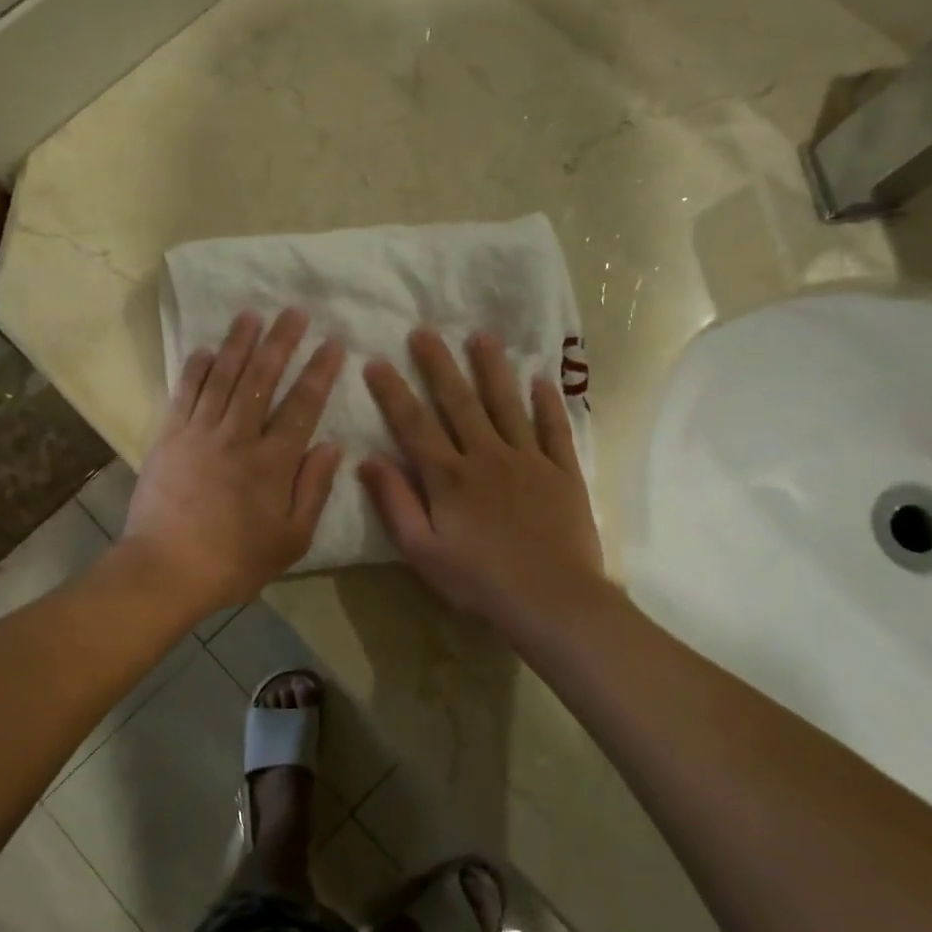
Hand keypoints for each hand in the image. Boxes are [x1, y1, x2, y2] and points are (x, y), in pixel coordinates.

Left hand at [123, 309, 344, 620]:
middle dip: (281, 341)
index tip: (332, 342)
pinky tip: (207, 349)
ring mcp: (201, 432)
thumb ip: (314, 489)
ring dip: (239, 343)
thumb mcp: (293, 538)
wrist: (167, 569)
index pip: (303, 405)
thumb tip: (332, 444)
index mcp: (273, 461)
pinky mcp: (170, 437)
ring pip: (224, 377)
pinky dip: (197, 369)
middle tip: (294, 311)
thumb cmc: (236, 561)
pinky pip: (185, 393)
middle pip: (262, 378)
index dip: (319, 371)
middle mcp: (239, 436)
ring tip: (252, 314)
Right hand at [359, 329, 603, 641]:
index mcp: (449, 477)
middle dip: (439, 365)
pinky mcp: (563, 472)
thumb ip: (395, 503)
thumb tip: (368, 459)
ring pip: (507, 404)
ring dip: (493, 369)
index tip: (376, 361)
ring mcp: (529, 460)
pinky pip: (555, 429)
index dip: (393, 392)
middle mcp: (487, 456)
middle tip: (425, 331)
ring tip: (482, 336)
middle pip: (459, 402)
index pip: (414, 425)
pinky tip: (541, 379)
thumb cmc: (479, 581)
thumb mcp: (422, 551)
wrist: (553, 600)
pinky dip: (548, 403)